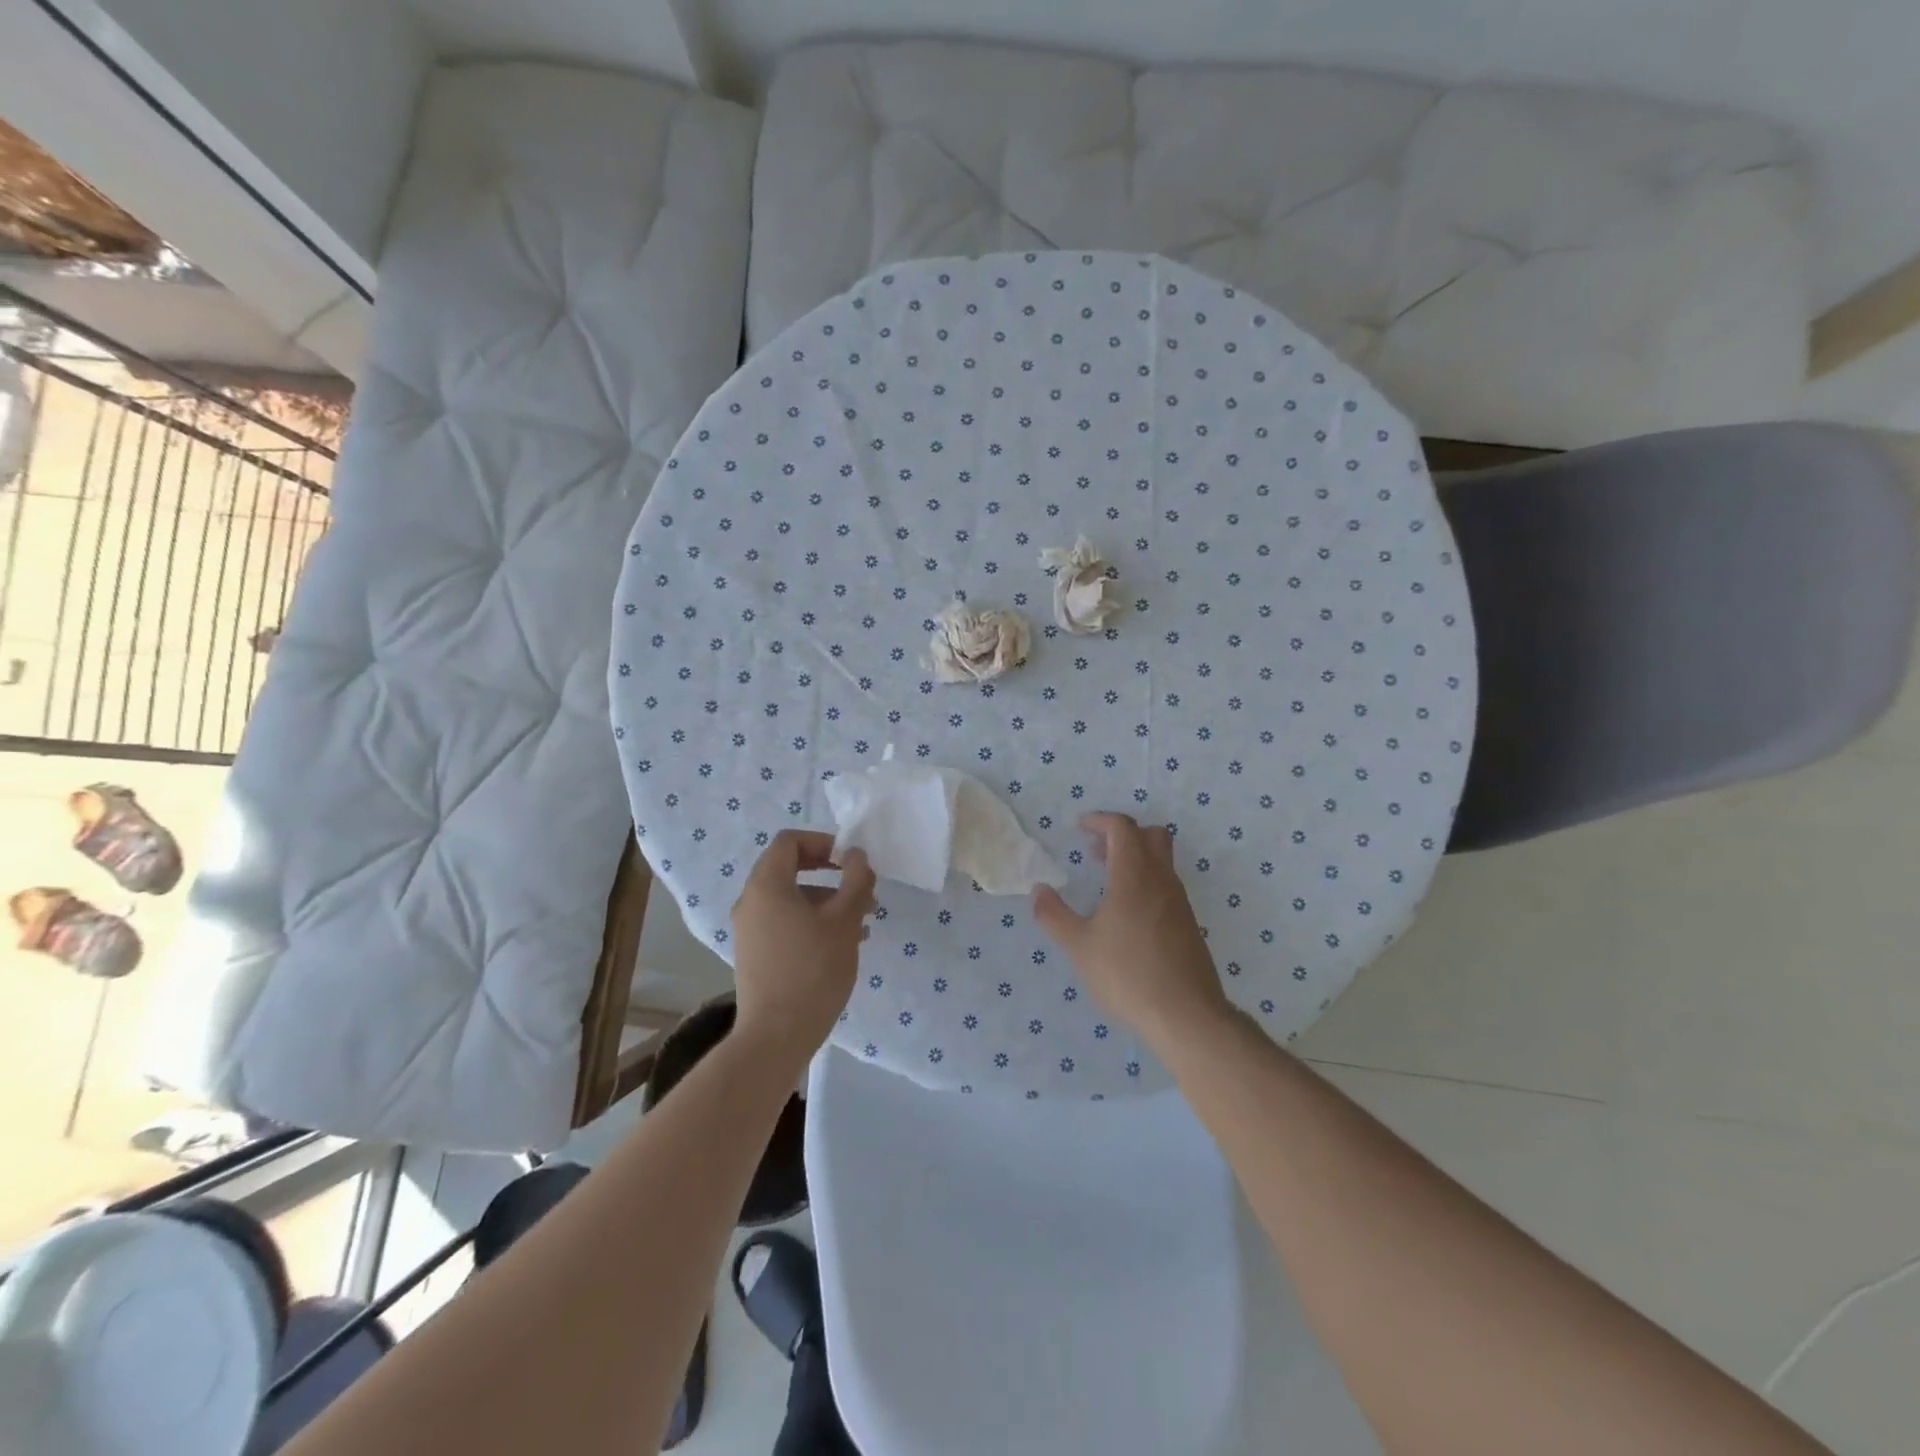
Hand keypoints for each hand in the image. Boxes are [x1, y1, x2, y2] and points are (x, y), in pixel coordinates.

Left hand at [730, 830, 875, 1059]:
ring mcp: (750, 930)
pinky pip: (784, 922)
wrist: (776, 1036)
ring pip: (791, 899)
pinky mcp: (754, 954)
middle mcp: (751, 902)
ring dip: (827, 901)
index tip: (851, 861)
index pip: (790, 842)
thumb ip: (855, 880)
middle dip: (830, 875)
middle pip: (790, 869)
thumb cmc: (813, 970)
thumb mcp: (845, 921)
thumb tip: (856, 856)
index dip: (823, 842)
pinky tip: (842, 945)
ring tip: (862, 924)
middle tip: (862, 890)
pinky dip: (812, 922)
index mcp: (766, 885)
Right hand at [1032, 812, 1229, 1042]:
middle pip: (1151, 836)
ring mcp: (1179, 902)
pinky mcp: (1188, 924)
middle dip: (1122, 834)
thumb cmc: (1127, 974)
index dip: (1100, 820)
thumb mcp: (1079, 946)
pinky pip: (1167, 886)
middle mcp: (1162, 880)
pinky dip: (1146, 883)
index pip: (1122, 828)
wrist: (1186, 1014)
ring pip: (1162, 861)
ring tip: (1107, 883)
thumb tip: (1038, 890)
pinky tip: (1128, 915)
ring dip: (1135, 859)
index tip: (1080, 828)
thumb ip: (1054, 915)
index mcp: (1134, 876)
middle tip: (1096, 852)